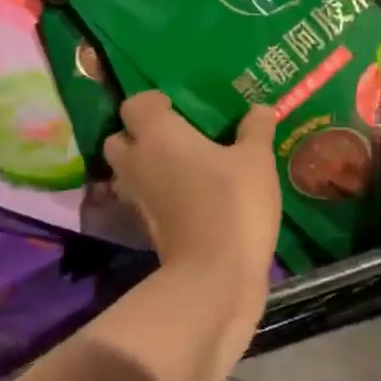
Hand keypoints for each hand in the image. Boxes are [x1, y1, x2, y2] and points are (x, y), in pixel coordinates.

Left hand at [103, 92, 281, 298]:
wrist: (214, 278)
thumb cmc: (232, 204)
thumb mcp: (256, 161)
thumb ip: (256, 130)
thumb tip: (261, 108)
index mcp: (156, 134)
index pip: (134, 104)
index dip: (153, 102)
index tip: (177, 106)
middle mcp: (136, 161)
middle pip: (119, 139)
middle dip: (139, 135)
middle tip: (175, 136)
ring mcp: (135, 198)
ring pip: (127, 172)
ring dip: (145, 167)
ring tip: (182, 166)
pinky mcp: (143, 228)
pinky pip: (142, 199)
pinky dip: (156, 195)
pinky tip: (188, 196)